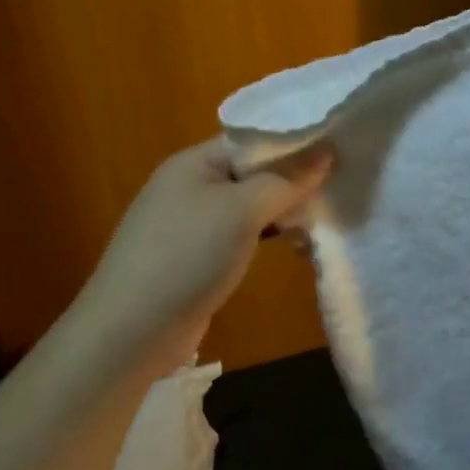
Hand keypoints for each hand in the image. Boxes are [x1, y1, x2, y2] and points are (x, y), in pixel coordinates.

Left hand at [72, 137, 332, 363]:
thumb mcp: (243, 210)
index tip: (338, 149)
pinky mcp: (193, 258)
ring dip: (282, 211)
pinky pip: (237, 236)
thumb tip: (326, 151)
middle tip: (339, 186)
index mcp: (194, 161)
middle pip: (251, 172)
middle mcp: (189, 185)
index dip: (293, 142)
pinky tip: (294, 246)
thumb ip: (285, 180)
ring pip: (247, 206)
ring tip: (323, 216)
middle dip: (291, 180)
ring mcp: (189, 224)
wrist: (131, 330)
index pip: (252, 139)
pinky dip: (265, 237)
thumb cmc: (188, 255)